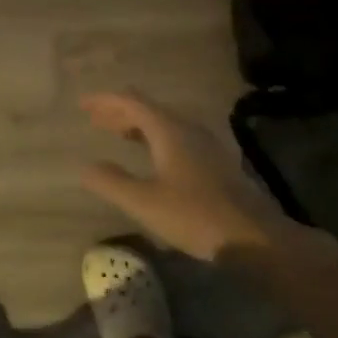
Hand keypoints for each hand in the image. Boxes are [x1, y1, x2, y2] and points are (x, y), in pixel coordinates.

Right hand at [79, 91, 300, 261]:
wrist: (254, 237)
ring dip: (137, 124)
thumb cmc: (196, 216)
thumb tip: (85, 166)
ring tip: (116, 134)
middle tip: (95, 119)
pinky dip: (154, 137)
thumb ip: (112, 182)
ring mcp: (205, 143)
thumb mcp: (145, 202)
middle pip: (148, 108)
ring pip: (163, 122)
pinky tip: (151, 156)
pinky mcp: (214, 161)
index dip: (105, 101)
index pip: (131, 101)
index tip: (83, 105)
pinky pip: (176, 136)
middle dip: (119, 111)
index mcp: (168, 130)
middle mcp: (187, 128)